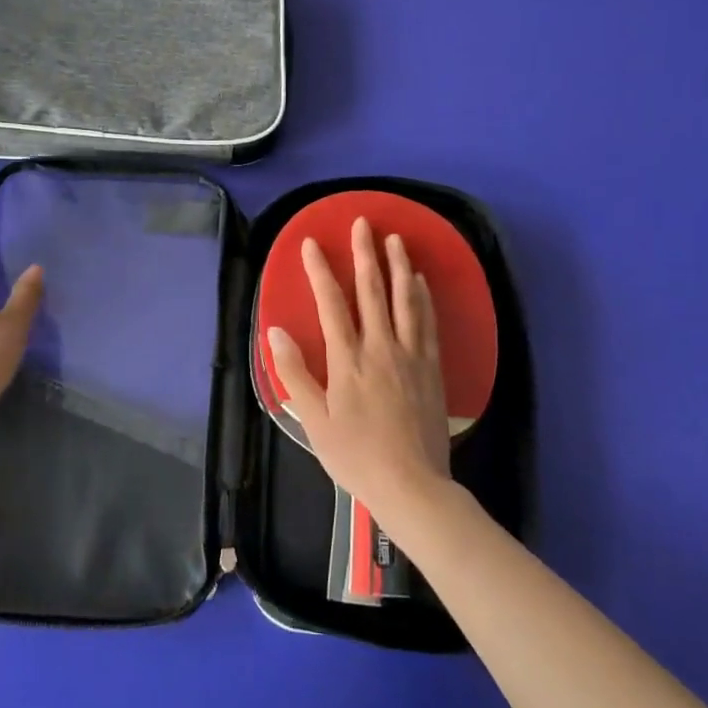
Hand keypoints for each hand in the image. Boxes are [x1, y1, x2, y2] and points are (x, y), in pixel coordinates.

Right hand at [266, 217, 453, 530]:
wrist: (412, 485)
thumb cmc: (355, 456)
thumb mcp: (314, 420)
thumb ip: (295, 373)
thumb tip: (276, 330)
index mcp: (348, 360)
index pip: (331, 304)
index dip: (320, 271)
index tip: (312, 243)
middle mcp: (380, 348)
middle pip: (372, 291)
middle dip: (365, 254)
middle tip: (363, 222)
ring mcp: (410, 356)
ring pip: (405, 301)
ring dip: (399, 266)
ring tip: (396, 239)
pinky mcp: (431, 368)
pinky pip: (428, 323)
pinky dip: (423, 298)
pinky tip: (421, 282)